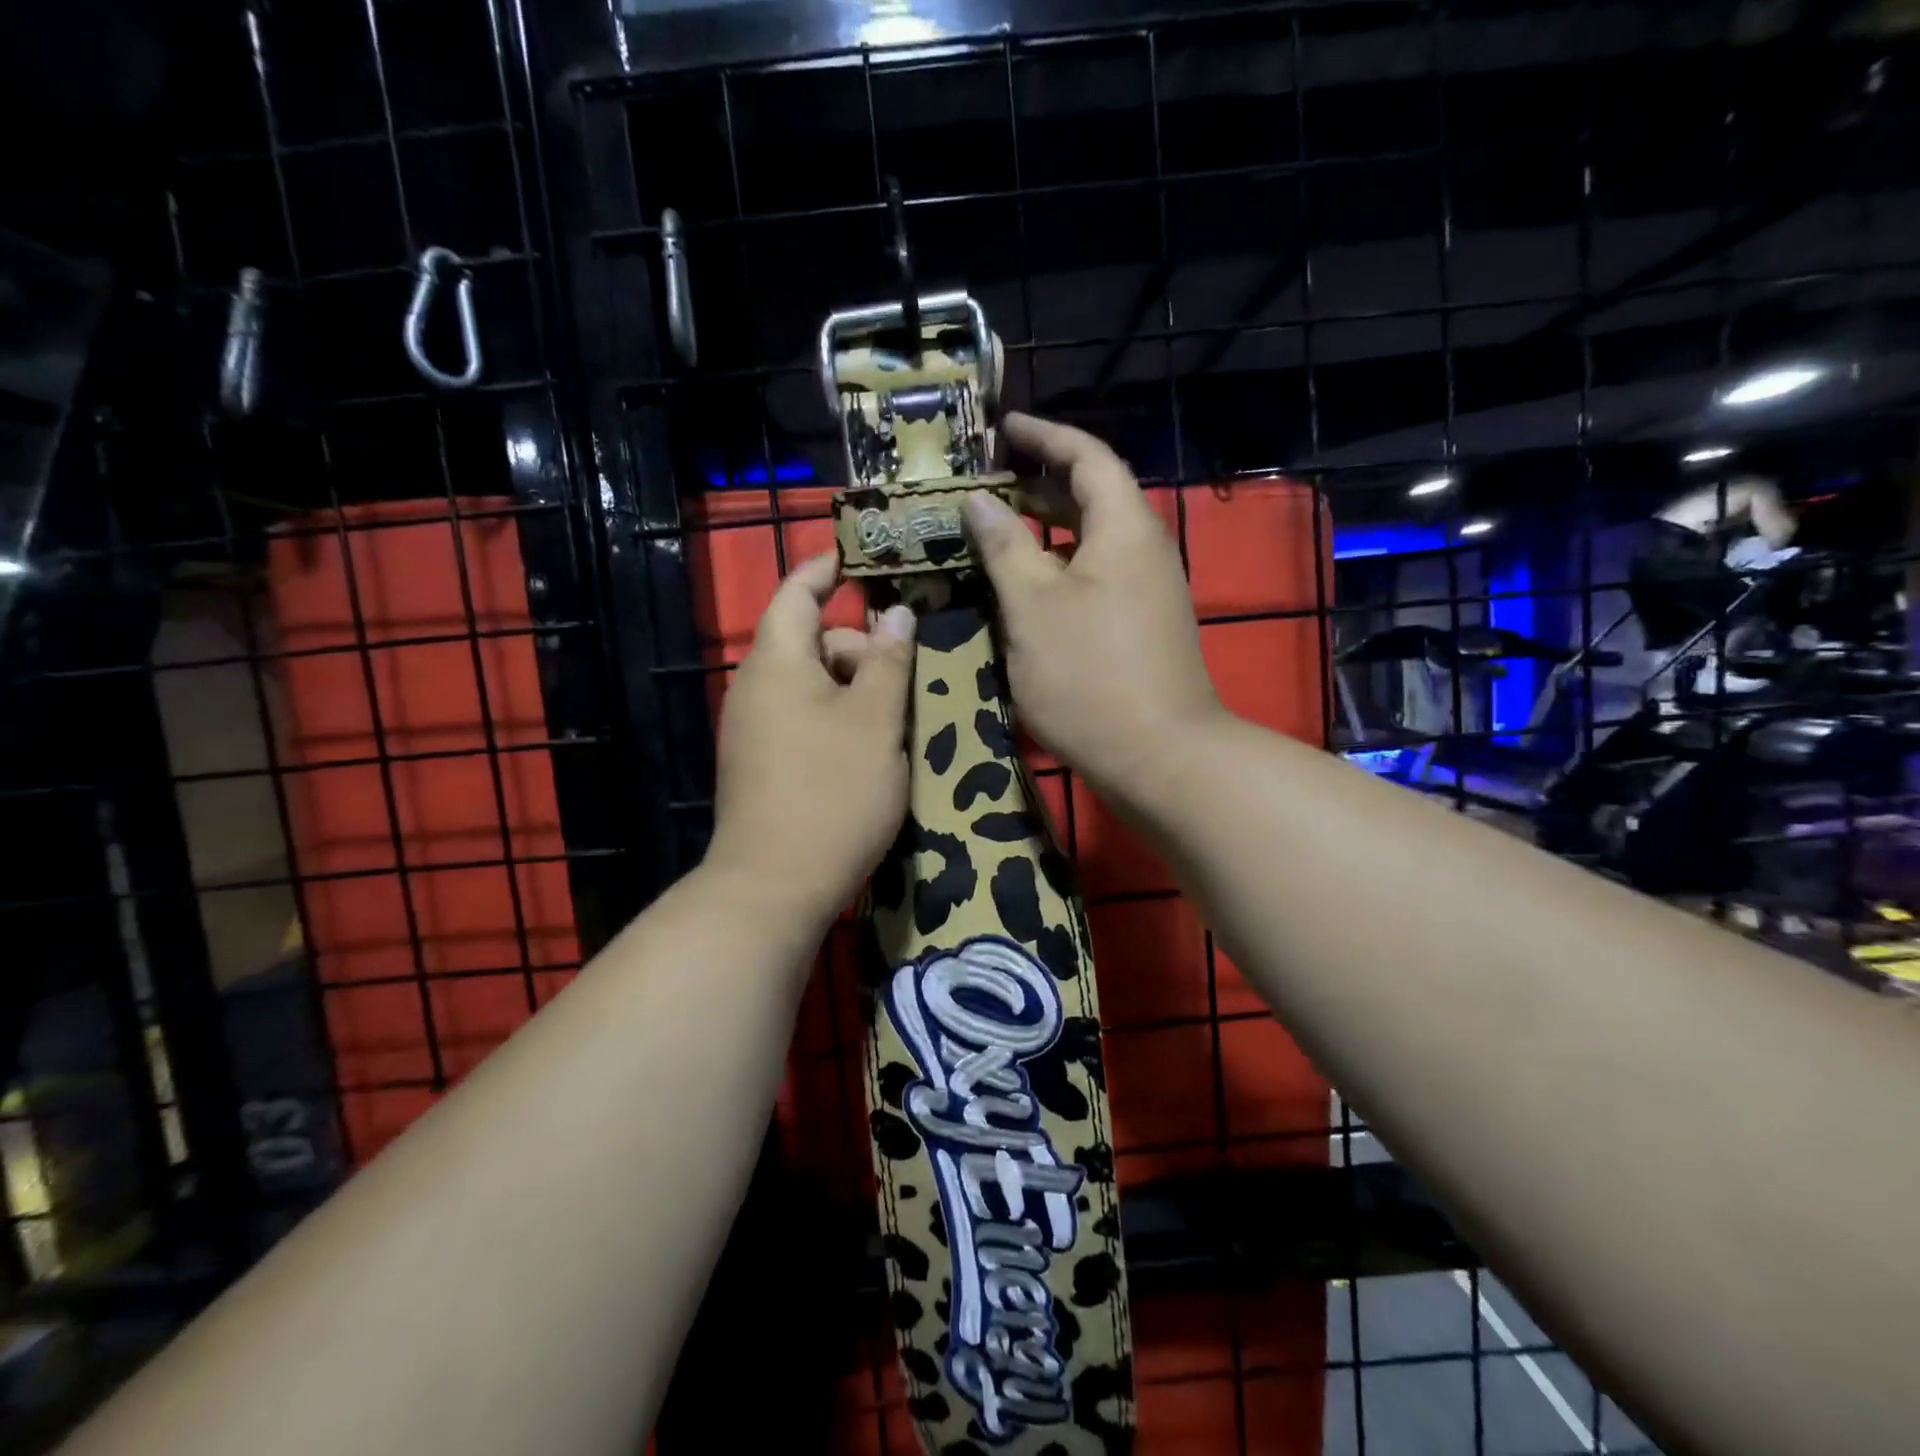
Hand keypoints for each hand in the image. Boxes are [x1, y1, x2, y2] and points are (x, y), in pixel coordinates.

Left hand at [708, 554, 916, 925]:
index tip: (862, 557)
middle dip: (860, 647)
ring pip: (812, 685)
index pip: (797, 592)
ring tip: (899, 719)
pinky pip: (803, 718)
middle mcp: (756, 687)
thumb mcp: (876, 721)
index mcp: (777, 662)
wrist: (773, 886)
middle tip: (908, 676)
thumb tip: (896, 613)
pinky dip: (838, 718)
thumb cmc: (832, 793)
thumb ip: (888, 661)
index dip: (827, 568)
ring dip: (855, 689)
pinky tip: (872, 749)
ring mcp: (754, 729)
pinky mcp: (762, 763)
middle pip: (811, 641)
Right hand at [963, 412, 1222, 803]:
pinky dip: (1060, 569)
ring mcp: (1148, 591)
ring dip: (1047, 530)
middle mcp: (1144, 549)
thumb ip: (1005, 547)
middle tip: (991, 481)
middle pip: (1094, 496)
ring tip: (998, 532)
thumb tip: (980, 502)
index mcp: (1124, 528)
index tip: (1004, 428)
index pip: (1087, 457)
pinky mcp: (1143, 626)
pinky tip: (1026, 591)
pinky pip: (1097, 577)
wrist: (1160, 756)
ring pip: (1093, 542)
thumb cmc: (1089, 675)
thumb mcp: (1033, 607)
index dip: (1045, 436)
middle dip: (1042, 482)